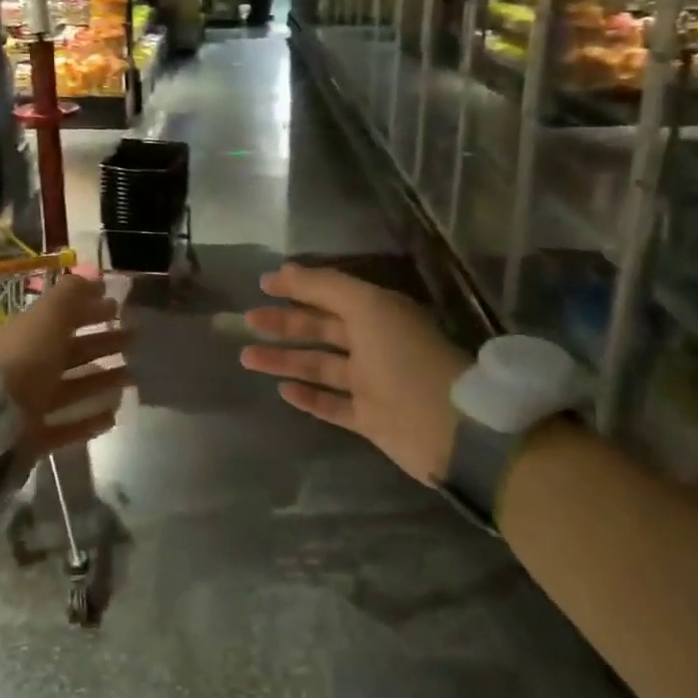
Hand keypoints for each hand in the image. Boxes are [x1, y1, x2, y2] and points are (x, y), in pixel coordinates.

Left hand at [0, 274, 130, 458]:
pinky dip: (88, 419)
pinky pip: (66, 425)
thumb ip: (71, 296)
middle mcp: (23, 367)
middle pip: (68, 351)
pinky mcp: (31, 437)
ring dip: (100, 380)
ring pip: (70, 388)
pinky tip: (113, 415)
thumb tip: (95, 280)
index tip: (118, 308)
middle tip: (133, 340)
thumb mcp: (48, 316)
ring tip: (132, 377)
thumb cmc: (23, 361)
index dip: (89, 310)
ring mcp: (26, 404)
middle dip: (101, 343)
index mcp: (22, 335)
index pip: (59, 318)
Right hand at [241, 263, 471, 484]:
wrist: (449, 427)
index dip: (297, 286)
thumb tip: (284, 270)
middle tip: (249, 322)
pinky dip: (308, 397)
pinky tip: (282, 390)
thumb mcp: (367, 307)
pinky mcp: (370, 419)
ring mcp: (372, 384)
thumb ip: (325, 286)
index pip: (330, 294)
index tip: (262, 285)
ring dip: (285, 360)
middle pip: (322, 329)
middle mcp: (374, 344)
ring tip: (248, 358)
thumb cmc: (404, 357)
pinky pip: (332, 405)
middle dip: (285, 323)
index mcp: (378, 313)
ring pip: (320, 367)